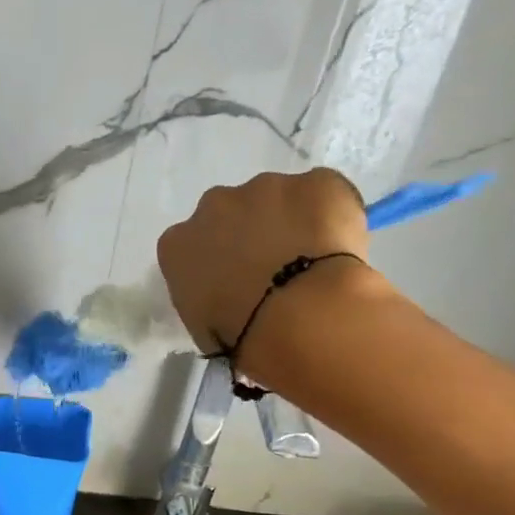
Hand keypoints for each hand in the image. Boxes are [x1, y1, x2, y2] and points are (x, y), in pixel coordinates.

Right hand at [156, 167, 371, 352]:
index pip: (189, 246)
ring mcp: (266, 187)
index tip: (231, 283)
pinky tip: (337, 245)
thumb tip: (226, 293)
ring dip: (289, 221)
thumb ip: (206, 295)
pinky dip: (329, 213)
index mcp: (177, 244)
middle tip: (272, 269)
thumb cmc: (241, 333)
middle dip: (247, 233)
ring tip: (311, 259)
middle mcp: (214, 205)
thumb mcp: (202, 325)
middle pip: (229, 213)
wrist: (300, 316)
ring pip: (277, 199)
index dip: (214, 262)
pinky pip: (322, 193)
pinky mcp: (316, 180)